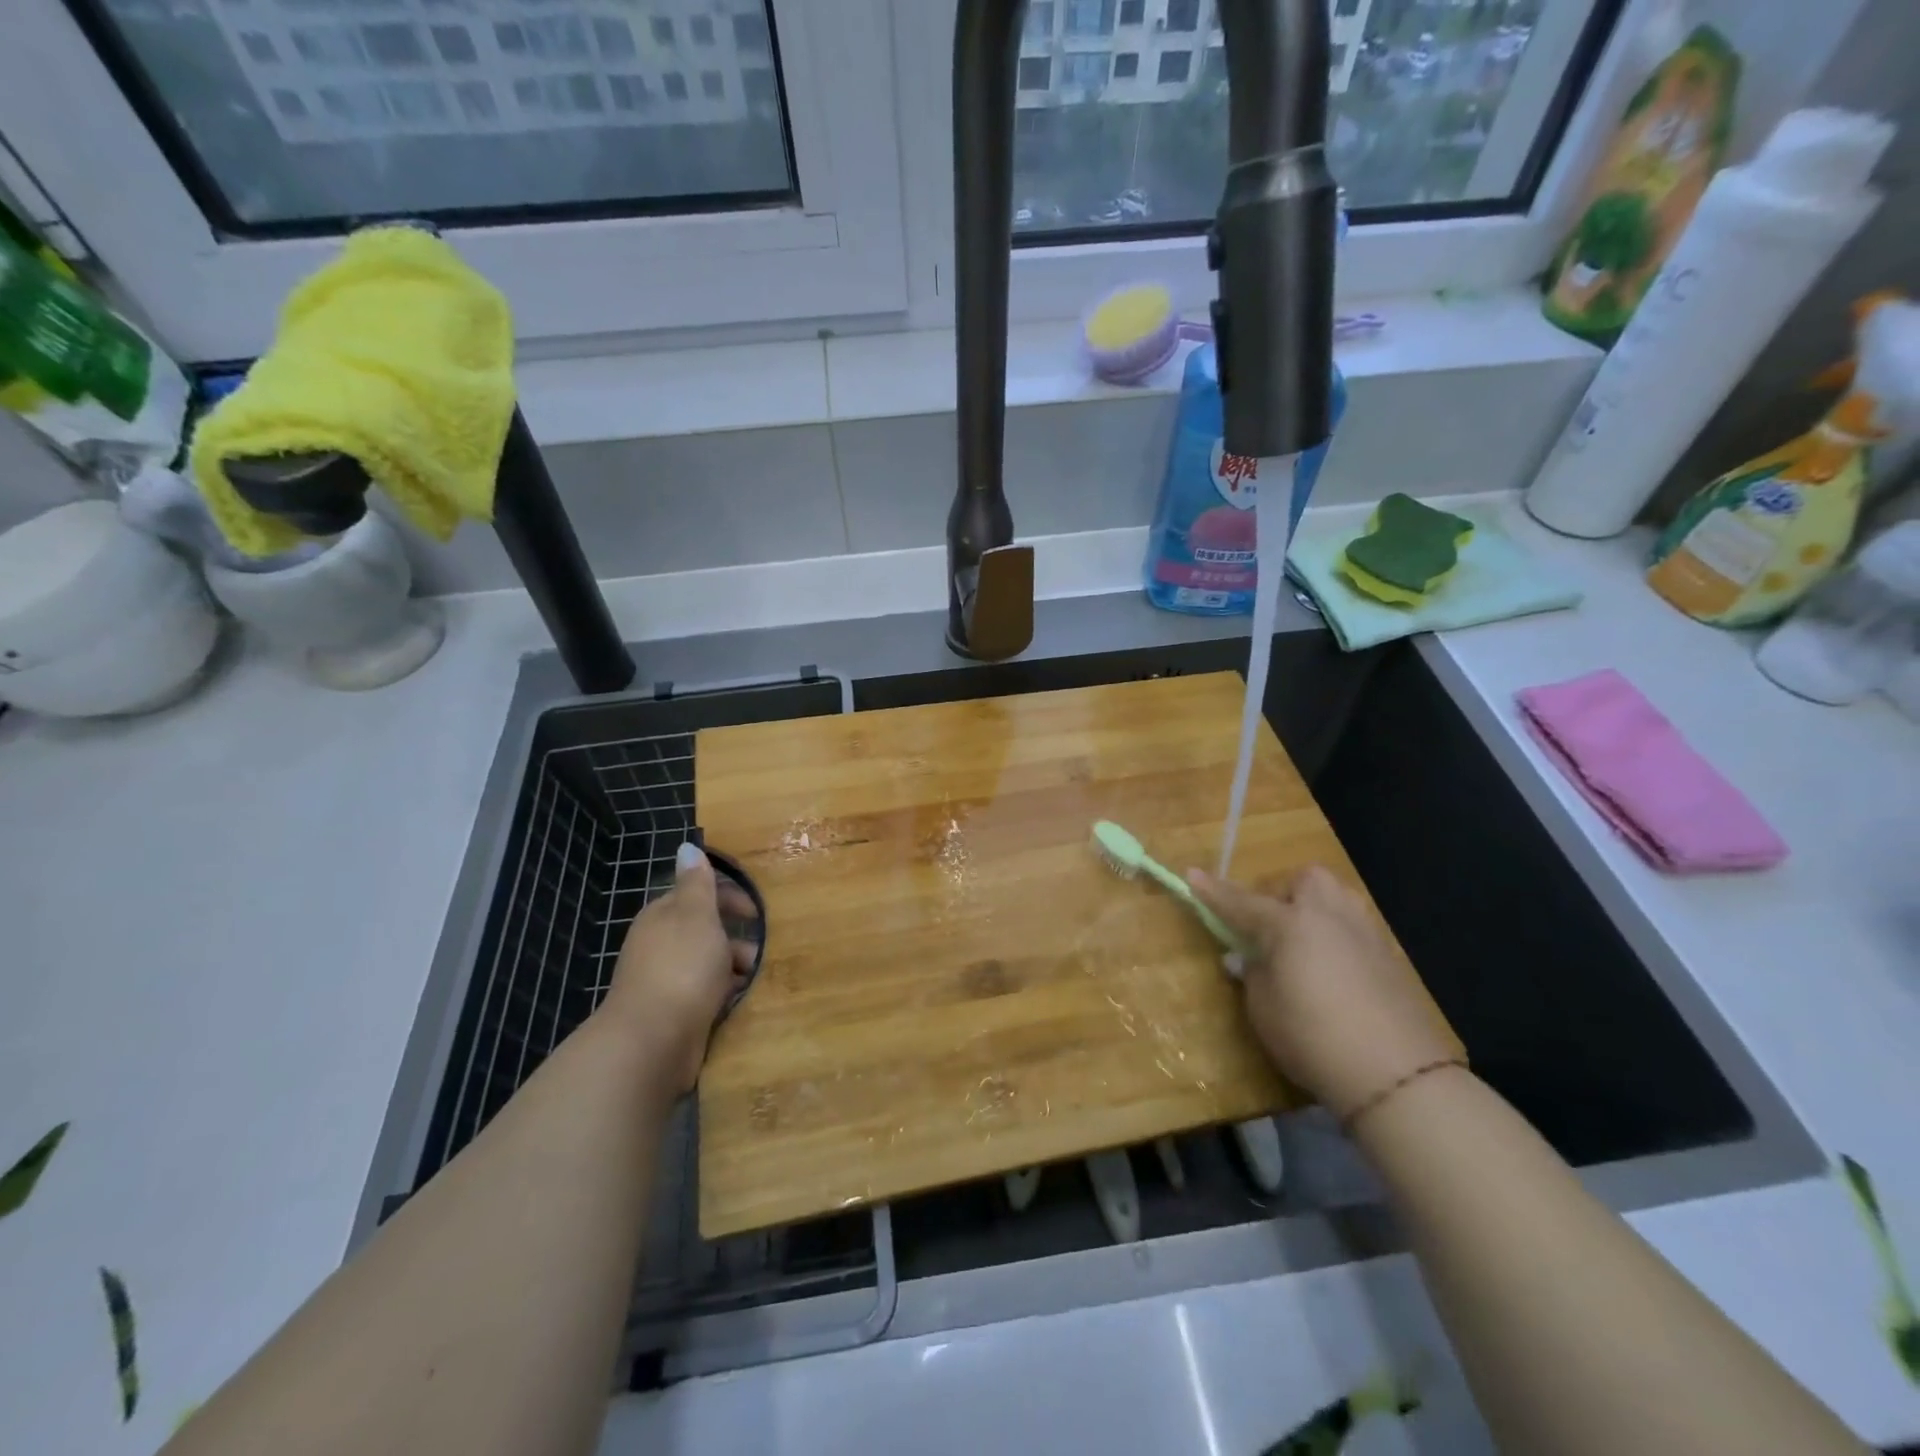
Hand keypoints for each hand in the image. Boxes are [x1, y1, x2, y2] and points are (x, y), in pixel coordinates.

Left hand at [603, 844, 759, 1095]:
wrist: (652, 1041)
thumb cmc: (681, 968)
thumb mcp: (696, 915)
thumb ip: (697, 883)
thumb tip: (687, 846)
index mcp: (663, 916)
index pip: (698, 894)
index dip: (729, 896)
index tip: (757, 912)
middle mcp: (660, 944)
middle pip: (705, 929)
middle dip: (735, 935)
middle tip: (763, 946)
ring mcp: (664, 980)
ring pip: (708, 962)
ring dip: (734, 966)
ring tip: (757, 976)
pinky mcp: (673, 1012)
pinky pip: (706, 992)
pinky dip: (725, 992)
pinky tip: (742, 999)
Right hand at [1187, 863, 1455, 1120]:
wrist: (1396, 1075)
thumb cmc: (1312, 1037)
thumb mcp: (1263, 1009)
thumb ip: (1252, 974)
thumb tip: (1244, 957)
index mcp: (1289, 924)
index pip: (1240, 902)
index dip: (1213, 891)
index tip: (1191, 874)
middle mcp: (1328, 916)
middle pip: (1303, 880)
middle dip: (1282, 892)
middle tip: (1268, 926)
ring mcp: (1364, 933)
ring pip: (1336, 896)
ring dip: (1314, 907)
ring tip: (1302, 940)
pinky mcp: (1390, 957)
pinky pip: (1354, 926)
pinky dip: (1336, 935)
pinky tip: (1332, 968)